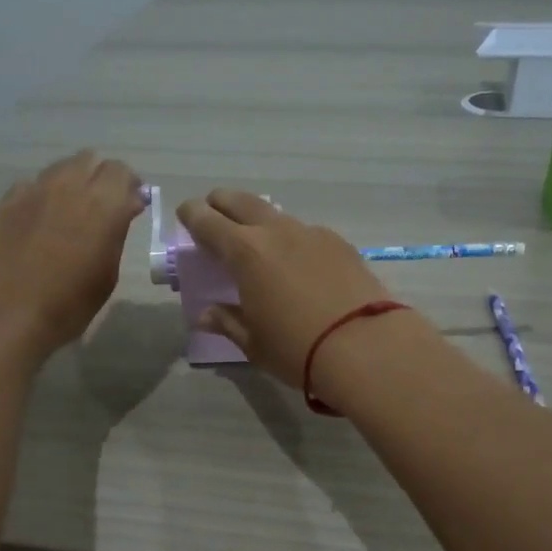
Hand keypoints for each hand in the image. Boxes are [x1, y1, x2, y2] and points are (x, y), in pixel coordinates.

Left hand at [0, 152, 144, 363]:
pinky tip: (41, 223)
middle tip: (104, 207)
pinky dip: (44, 196)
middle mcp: (68, 186)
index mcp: (101, 204)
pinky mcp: (6, 202)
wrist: (4, 316)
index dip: (129, 187)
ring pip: (60, 169)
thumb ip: (116, 233)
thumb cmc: (67, 305)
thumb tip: (122, 210)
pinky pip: (33, 186)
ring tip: (72, 213)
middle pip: (90, 161)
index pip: (122, 172)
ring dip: (73, 182)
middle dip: (101, 178)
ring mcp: (32, 191)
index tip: (131, 207)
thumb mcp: (107, 274)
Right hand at [175, 189, 404, 390]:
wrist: (366, 346)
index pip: (208, 221)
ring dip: (259, 220)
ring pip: (276, 215)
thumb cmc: (297, 348)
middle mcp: (277, 232)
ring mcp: (312, 233)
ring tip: (257, 240)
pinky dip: (292, 239)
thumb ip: (227, 321)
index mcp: (246, 252)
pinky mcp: (340, 244)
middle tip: (214, 213)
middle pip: (241, 202)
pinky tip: (298, 262)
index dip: (193, 215)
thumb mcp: (254, 342)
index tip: (186, 214)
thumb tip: (205, 314)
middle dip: (222, 203)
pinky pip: (306, 232)